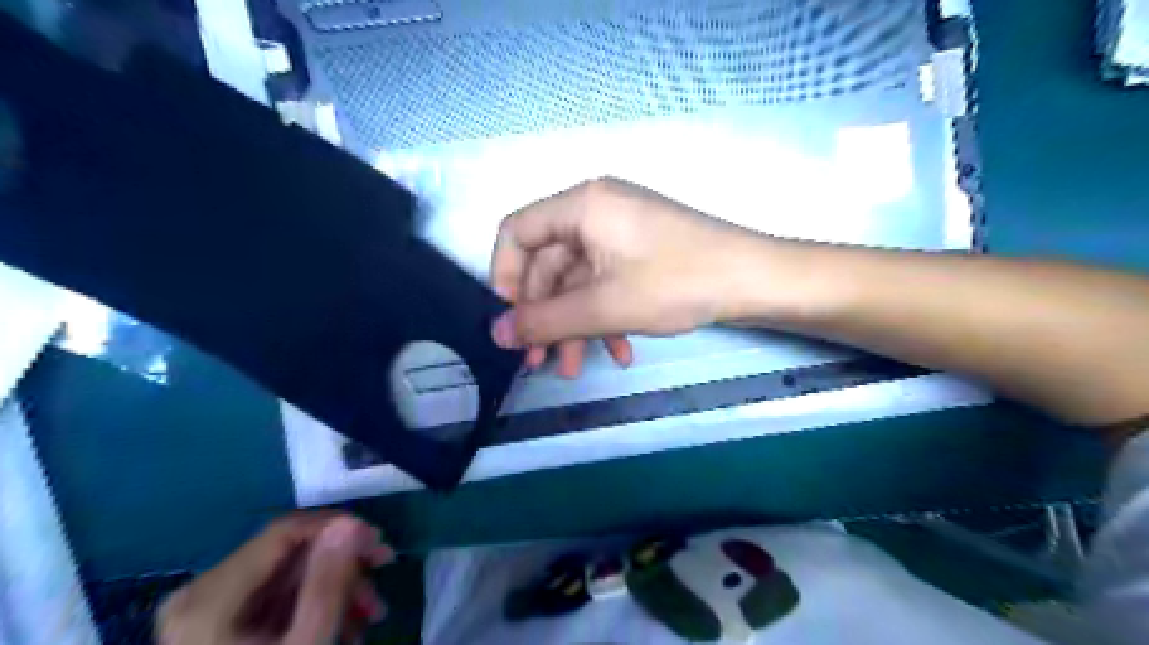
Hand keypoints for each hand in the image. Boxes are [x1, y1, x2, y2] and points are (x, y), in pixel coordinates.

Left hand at [154, 514, 393, 643]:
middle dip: (343, 564)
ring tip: (371, 615)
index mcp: (208, 598)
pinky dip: (315, 603)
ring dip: (336, 586)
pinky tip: (344, 625)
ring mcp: (207, 609)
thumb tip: (351, 523)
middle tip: (385, 574)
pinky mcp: (219, 623)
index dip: (338, 527)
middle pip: (288, 552)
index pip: (285, 532)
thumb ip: (327, 584)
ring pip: (288, 573)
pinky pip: (277, 595)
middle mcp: (199, 593)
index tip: (380, 544)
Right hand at [491, 177, 770, 378]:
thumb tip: (497, 334)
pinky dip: (604, 316)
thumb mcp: (603, 306)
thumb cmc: (676, 283)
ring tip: (572, 368)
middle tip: (540, 360)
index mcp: (582, 205)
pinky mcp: (640, 250)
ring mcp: (620, 230)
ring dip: (574, 324)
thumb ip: (545, 321)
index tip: (511, 320)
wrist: (754, 280)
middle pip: (548, 262)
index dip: (504, 277)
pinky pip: (606, 281)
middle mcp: (596, 210)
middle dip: (545, 315)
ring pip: (578, 280)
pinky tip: (618, 352)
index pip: (516, 231)